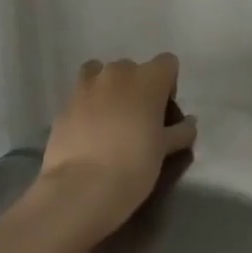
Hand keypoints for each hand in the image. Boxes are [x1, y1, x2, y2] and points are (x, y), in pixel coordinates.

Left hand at [35, 54, 197, 243]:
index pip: (167, 63)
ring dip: (108, 89)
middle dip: (137, 87)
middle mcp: (117, 73)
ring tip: (109, 119)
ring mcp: (85, 87)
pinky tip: (89, 133)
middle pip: (133, 69)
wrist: (81, 189)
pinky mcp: (62, 106)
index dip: (168, 85)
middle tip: (138, 119)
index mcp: (149, 78)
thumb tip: (188, 124)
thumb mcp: (166, 149)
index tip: (163, 112)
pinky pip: (80, 96)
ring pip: (100, 75)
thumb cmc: (135, 164)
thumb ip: (181, 131)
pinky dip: (87, 106)